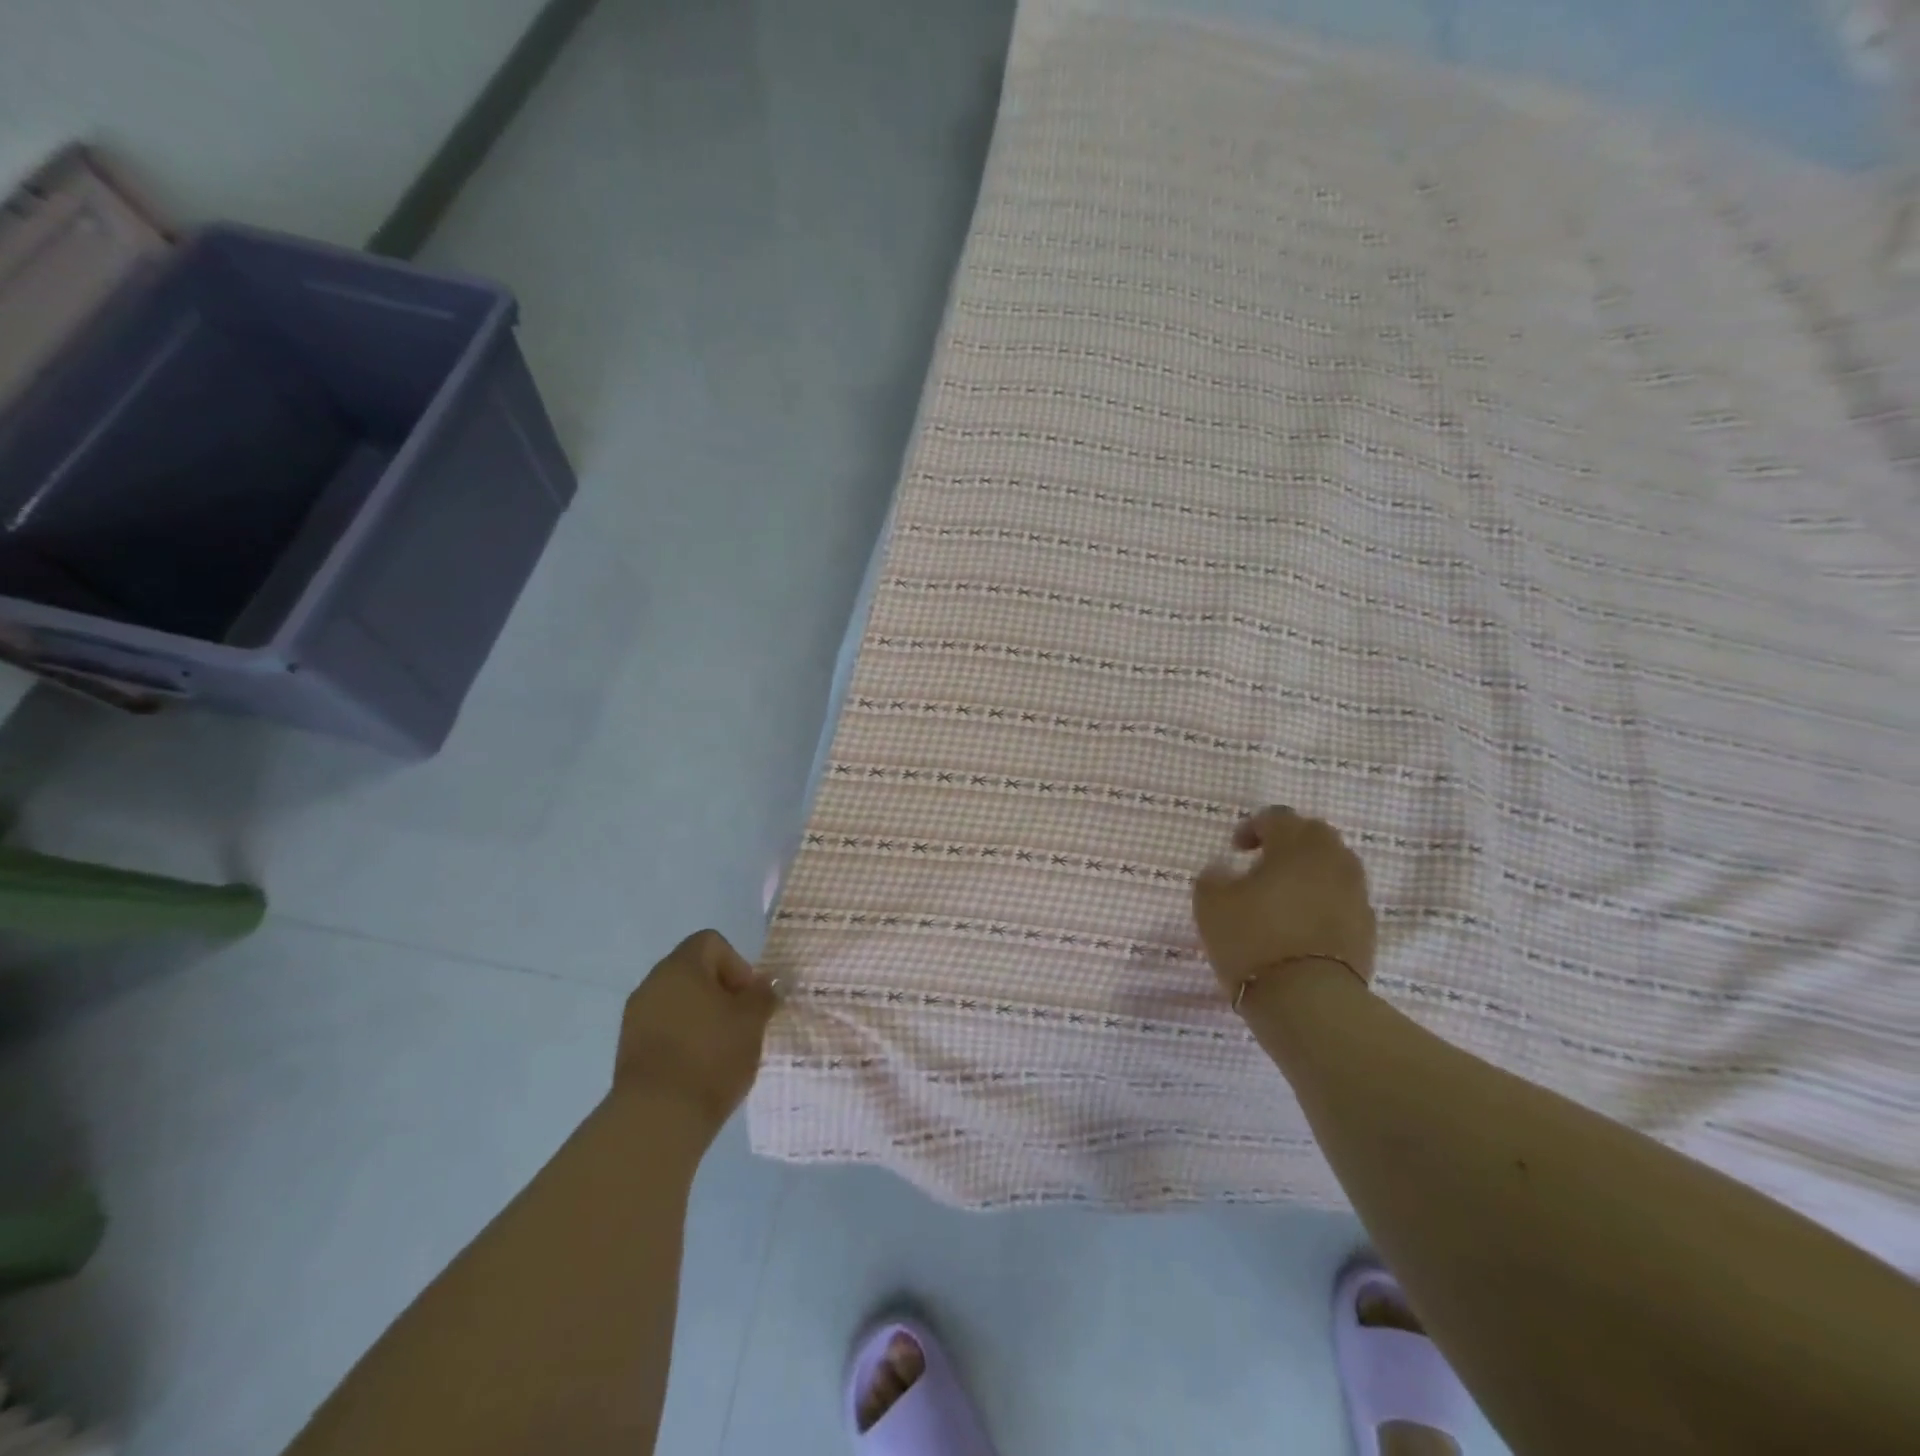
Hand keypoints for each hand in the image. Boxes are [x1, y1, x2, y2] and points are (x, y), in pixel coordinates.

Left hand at [613, 930, 778, 1139]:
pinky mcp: (628, 1049)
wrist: (657, 1118)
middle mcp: (653, 983)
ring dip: (702, 1016)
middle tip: (742, 1023)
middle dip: (722, 992)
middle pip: (694, 971)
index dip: (737, 964)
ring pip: (678, 1002)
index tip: (748, 998)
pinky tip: (701, 1066)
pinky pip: (664, 1028)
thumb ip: (762, 995)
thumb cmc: (711, 1055)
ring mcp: (636, 1016)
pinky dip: (684, 1038)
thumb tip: (764, 984)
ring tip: (723, 1048)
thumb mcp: (752, 1021)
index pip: (711, 942)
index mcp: (681, 966)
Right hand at [1191, 807, 1377, 997]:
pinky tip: (1301, 924)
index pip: (1277, 817)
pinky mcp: (1367, 928)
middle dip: (1288, 843)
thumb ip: (1214, 876)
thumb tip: (1225, 870)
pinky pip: (1342, 899)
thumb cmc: (1253, 939)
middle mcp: (1334, 860)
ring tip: (1282, 896)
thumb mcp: (1210, 903)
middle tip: (1262, 864)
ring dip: (1308, 872)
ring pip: (1333, 867)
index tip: (1235, 850)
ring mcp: (1356, 894)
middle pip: (1314, 836)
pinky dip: (1323, 901)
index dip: (1253, 827)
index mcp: (1297, 844)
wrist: (1308, 1000)